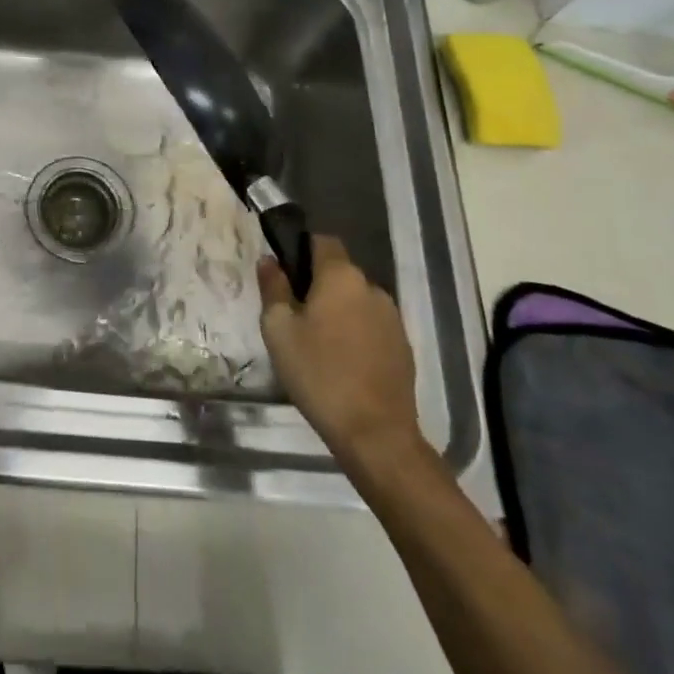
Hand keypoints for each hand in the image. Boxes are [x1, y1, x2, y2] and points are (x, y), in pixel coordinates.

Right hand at [259, 235, 423, 480]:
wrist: (375, 433)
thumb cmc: (318, 373)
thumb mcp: (279, 329)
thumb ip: (273, 287)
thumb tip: (269, 260)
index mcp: (341, 276)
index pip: (322, 241)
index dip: (302, 248)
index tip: (284, 271)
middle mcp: (372, 287)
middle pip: (339, 273)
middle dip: (317, 285)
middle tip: (293, 314)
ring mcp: (392, 317)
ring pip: (356, 300)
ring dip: (338, 310)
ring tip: (317, 342)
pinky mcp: (403, 346)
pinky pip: (372, 325)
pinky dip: (356, 333)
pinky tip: (342, 361)